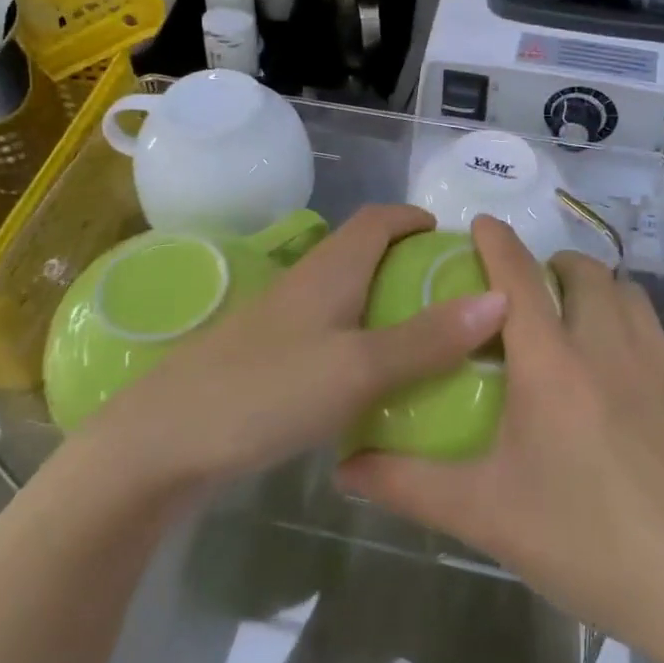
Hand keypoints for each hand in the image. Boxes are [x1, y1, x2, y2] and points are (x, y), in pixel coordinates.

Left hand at [90, 206, 506, 492]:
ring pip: (348, 298)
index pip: (379, 219)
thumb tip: (501, 297)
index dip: (417, 219)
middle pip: (365, 255)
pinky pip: (331, 335)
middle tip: (457, 301)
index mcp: (330, 270)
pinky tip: (378, 383)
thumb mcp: (358, 367)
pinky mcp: (269, 360)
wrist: (162, 444)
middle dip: (411, 266)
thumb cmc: (266, 391)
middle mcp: (306, 285)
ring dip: (388, 307)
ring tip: (431, 342)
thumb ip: (427, 337)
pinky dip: (363, 343)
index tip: (457, 243)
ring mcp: (283, 323)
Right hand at [339, 216, 663, 662]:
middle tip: (528, 296)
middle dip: (551, 265)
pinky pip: (658, 335)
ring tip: (576, 325)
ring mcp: (663, 364)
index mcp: (552, 364)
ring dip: (596, 291)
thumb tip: (344, 467)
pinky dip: (631, 331)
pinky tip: (626, 384)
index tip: (480, 224)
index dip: (496, 241)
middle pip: (582, 272)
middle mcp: (609, 345)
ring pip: (626, 295)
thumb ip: (409, 484)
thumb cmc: (587, 543)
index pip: (517, 276)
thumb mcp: (485, 516)